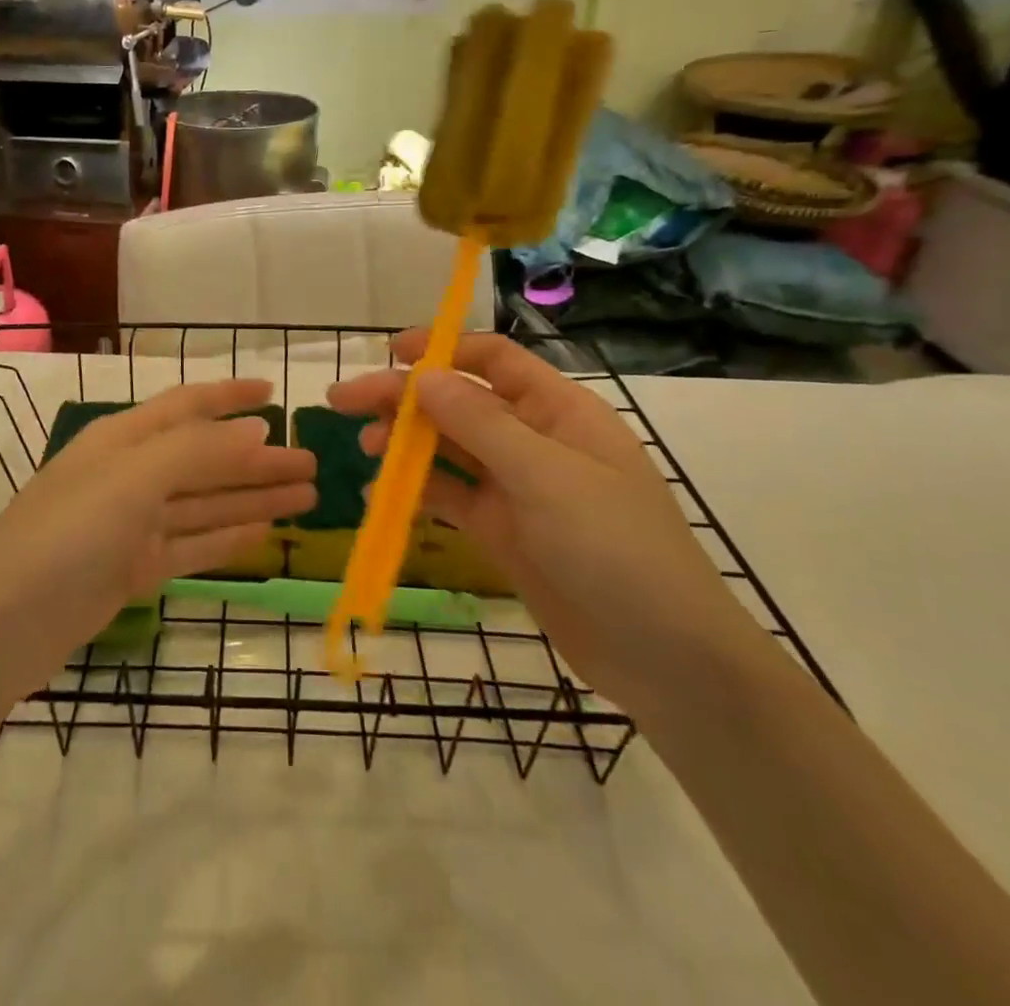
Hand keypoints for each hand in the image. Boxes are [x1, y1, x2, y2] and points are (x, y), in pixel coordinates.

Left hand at [0, 379, 315, 700]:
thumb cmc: (64, 536)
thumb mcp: (130, 480)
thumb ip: (196, 451)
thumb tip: (257, 428)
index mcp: (123, 439)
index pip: (187, 406)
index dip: (230, 397)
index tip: (275, 394)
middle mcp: (128, 475)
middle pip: (205, 459)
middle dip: (257, 458)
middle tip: (313, 463)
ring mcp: (129, 526)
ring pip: (204, 503)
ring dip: (252, 498)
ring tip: (306, 496)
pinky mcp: (131, 571)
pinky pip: (191, 545)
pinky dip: (226, 537)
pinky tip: (263, 533)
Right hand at [327, 332, 764, 714]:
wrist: (666, 660)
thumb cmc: (615, 549)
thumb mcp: (546, 477)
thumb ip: (480, 424)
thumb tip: (422, 376)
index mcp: (558, 410)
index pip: (493, 360)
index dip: (441, 349)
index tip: (388, 353)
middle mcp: (534, 440)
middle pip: (459, 403)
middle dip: (403, 398)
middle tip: (343, 401)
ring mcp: (517, 488)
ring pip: (449, 449)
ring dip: (404, 443)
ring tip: (364, 449)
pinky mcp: (503, 531)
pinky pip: (450, 498)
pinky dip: (415, 491)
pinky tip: (379, 495)